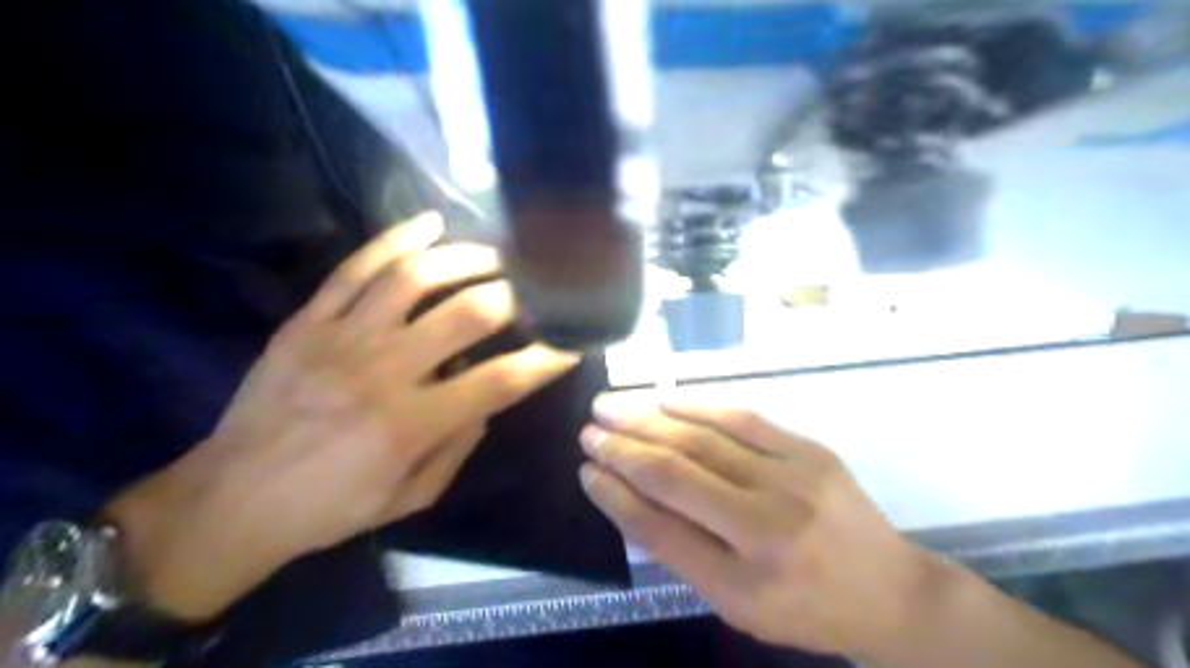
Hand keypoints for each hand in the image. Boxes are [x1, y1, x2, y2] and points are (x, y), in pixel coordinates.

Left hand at [107, 211, 580, 621]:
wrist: (233, 497)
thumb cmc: (332, 507)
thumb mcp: (412, 496)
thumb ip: (459, 445)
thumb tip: (485, 398)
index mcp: (412, 423)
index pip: (501, 380)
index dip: (546, 358)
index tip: (573, 342)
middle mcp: (383, 371)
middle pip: (467, 314)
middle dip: (515, 296)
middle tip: (536, 288)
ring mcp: (341, 338)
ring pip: (414, 277)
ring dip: (465, 258)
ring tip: (494, 255)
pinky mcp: (308, 321)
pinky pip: (354, 268)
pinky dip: (395, 239)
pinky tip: (429, 223)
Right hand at [578, 395, 929, 658]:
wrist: (889, 590)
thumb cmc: (803, 607)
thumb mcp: (736, 602)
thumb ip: (681, 551)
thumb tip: (629, 497)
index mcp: (744, 580)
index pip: (660, 529)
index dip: (616, 496)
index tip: (586, 470)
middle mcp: (767, 525)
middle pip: (678, 474)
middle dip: (624, 448)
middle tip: (588, 430)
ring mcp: (793, 479)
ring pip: (704, 439)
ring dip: (649, 420)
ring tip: (611, 407)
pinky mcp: (809, 450)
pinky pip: (742, 418)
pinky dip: (697, 405)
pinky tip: (664, 399)